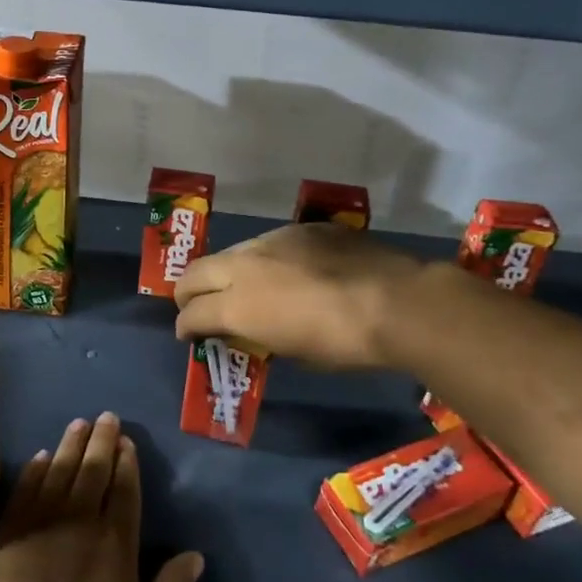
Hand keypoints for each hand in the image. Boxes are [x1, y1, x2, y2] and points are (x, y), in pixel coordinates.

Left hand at [0, 413, 201, 581]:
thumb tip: (196, 556)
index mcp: (114, 541)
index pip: (124, 491)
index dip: (126, 463)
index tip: (126, 440)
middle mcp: (81, 519)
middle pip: (93, 471)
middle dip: (101, 441)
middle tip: (105, 416)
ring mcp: (42, 519)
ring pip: (61, 470)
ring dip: (71, 445)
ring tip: (79, 423)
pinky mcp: (11, 526)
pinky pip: (26, 486)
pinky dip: (36, 468)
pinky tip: (41, 455)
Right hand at [173, 224, 428, 370]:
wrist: (395, 301)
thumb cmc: (342, 343)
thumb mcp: (293, 352)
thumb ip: (261, 335)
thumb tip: (255, 330)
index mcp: (238, 304)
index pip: (191, 314)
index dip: (185, 327)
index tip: (189, 336)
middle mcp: (245, 265)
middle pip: (195, 273)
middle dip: (188, 292)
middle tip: (196, 307)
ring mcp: (273, 240)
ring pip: (233, 253)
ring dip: (228, 272)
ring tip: (245, 287)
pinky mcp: (303, 228)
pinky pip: (272, 243)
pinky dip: (268, 260)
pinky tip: (291, 271)